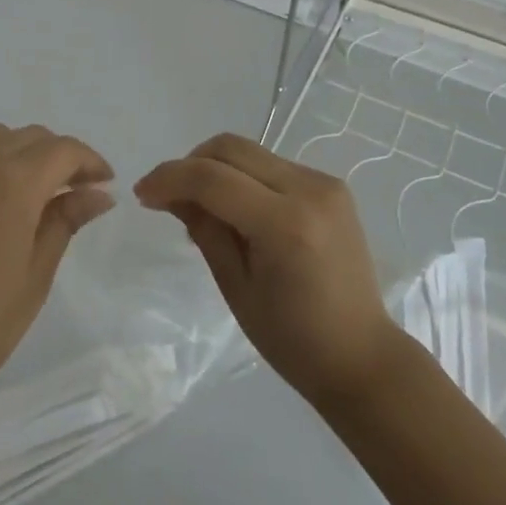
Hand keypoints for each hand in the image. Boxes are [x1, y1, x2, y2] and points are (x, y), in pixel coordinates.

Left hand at [0, 124, 115, 424]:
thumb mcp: (35, 275)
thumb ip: (65, 221)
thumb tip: (99, 193)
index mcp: (14, 181)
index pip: (63, 150)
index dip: (90, 161)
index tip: (104, 184)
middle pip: (28, 137)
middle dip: (57, 156)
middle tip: (72, 192)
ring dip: (18, 154)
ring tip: (27, 194)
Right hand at [135, 133, 401, 408]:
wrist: (363, 357)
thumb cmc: (293, 340)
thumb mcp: (236, 288)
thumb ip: (204, 230)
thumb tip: (173, 195)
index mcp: (286, 225)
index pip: (212, 179)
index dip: (169, 178)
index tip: (142, 194)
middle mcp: (309, 190)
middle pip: (230, 148)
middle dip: (189, 164)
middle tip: (165, 195)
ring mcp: (324, 183)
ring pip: (249, 151)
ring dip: (214, 168)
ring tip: (198, 204)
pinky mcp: (330, 185)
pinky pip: (271, 165)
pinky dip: (242, 176)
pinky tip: (234, 208)